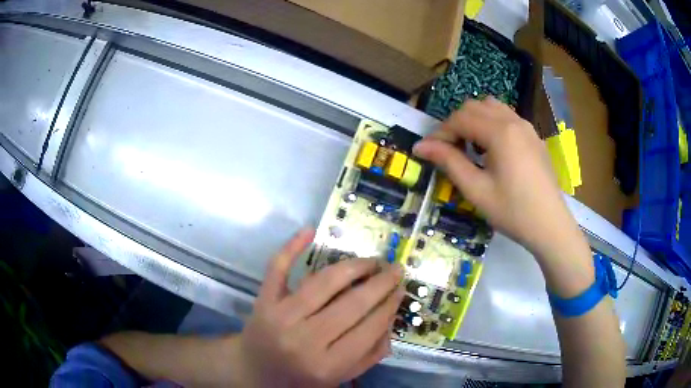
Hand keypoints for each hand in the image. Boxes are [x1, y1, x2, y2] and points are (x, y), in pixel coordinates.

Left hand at [238, 229, 403, 387]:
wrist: (254, 371)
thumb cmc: (300, 378)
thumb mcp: (338, 377)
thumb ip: (369, 355)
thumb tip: (391, 318)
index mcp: (327, 365)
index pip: (368, 329)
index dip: (389, 306)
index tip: (400, 290)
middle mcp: (304, 340)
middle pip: (351, 304)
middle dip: (380, 283)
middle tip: (395, 269)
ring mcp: (281, 317)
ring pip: (323, 283)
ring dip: (353, 266)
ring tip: (371, 261)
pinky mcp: (263, 301)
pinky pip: (278, 269)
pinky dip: (291, 248)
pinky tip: (309, 231)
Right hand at [413, 98, 580, 260]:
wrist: (550, 226)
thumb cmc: (513, 211)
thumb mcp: (477, 190)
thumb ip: (449, 162)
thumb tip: (421, 146)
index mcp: (500, 132)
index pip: (460, 118)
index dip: (440, 132)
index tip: (428, 152)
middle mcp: (514, 121)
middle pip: (474, 107)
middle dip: (456, 124)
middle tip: (448, 150)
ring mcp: (527, 127)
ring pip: (492, 107)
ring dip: (474, 120)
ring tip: (470, 146)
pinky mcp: (534, 136)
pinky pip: (507, 117)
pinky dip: (491, 123)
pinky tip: (492, 148)